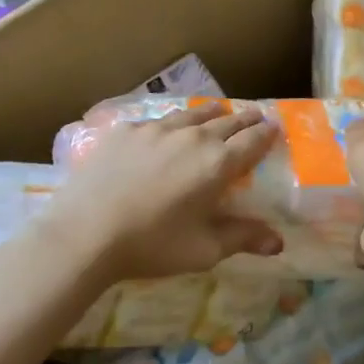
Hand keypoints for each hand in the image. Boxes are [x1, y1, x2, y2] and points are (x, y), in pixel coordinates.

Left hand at [54, 101, 283, 282]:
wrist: (84, 234)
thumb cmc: (151, 245)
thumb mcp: (203, 250)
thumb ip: (243, 238)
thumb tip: (279, 242)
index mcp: (218, 163)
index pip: (253, 140)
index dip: (267, 133)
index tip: (275, 128)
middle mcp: (193, 137)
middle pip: (228, 120)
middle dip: (245, 119)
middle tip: (255, 117)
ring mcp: (157, 129)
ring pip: (193, 114)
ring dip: (211, 114)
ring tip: (218, 113)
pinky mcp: (127, 130)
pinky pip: (158, 120)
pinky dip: (172, 124)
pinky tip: (166, 131)